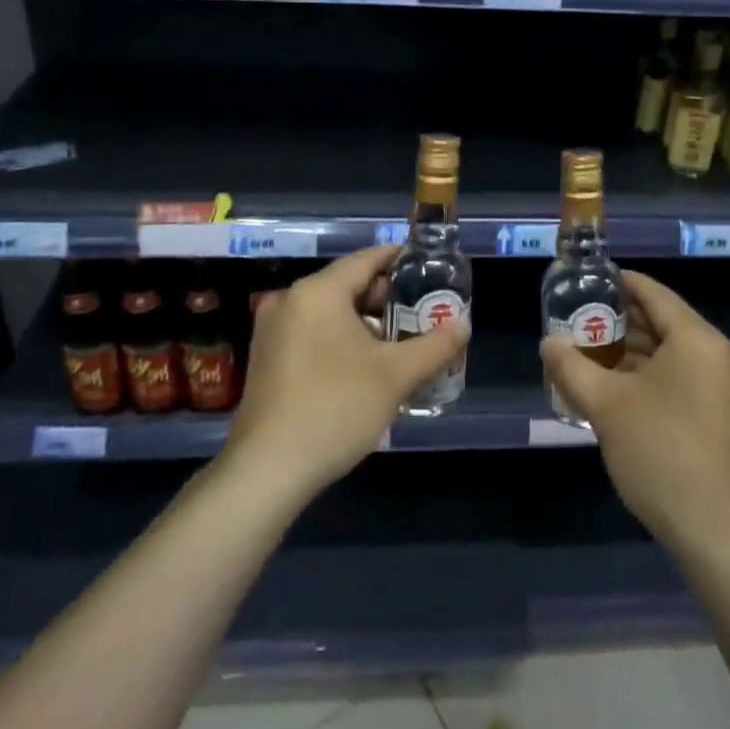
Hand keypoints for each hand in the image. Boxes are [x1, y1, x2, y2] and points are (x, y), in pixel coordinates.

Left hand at [222, 245, 468, 503]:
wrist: (268, 469)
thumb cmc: (336, 407)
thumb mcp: (396, 376)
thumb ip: (435, 345)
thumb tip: (463, 325)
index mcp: (318, 291)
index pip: (367, 259)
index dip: (401, 260)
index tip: (430, 268)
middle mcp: (290, 300)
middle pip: (349, 285)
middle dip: (388, 299)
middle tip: (422, 315)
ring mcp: (272, 330)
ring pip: (331, 312)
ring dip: (366, 324)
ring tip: (401, 345)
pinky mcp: (267, 358)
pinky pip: (313, 333)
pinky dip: (341, 340)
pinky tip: (366, 368)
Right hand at [541, 270, 729, 553]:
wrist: (715, 531)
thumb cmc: (659, 453)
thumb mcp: (605, 405)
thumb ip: (571, 366)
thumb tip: (548, 343)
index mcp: (699, 338)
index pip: (654, 294)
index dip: (619, 283)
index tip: (587, 281)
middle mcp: (723, 352)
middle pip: (666, 321)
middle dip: (623, 321)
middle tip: (581, 320)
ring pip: (677, 350)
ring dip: (637, 350)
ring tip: (593, 351)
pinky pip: (688, 374)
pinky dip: (657, 372)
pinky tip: (622, 384)